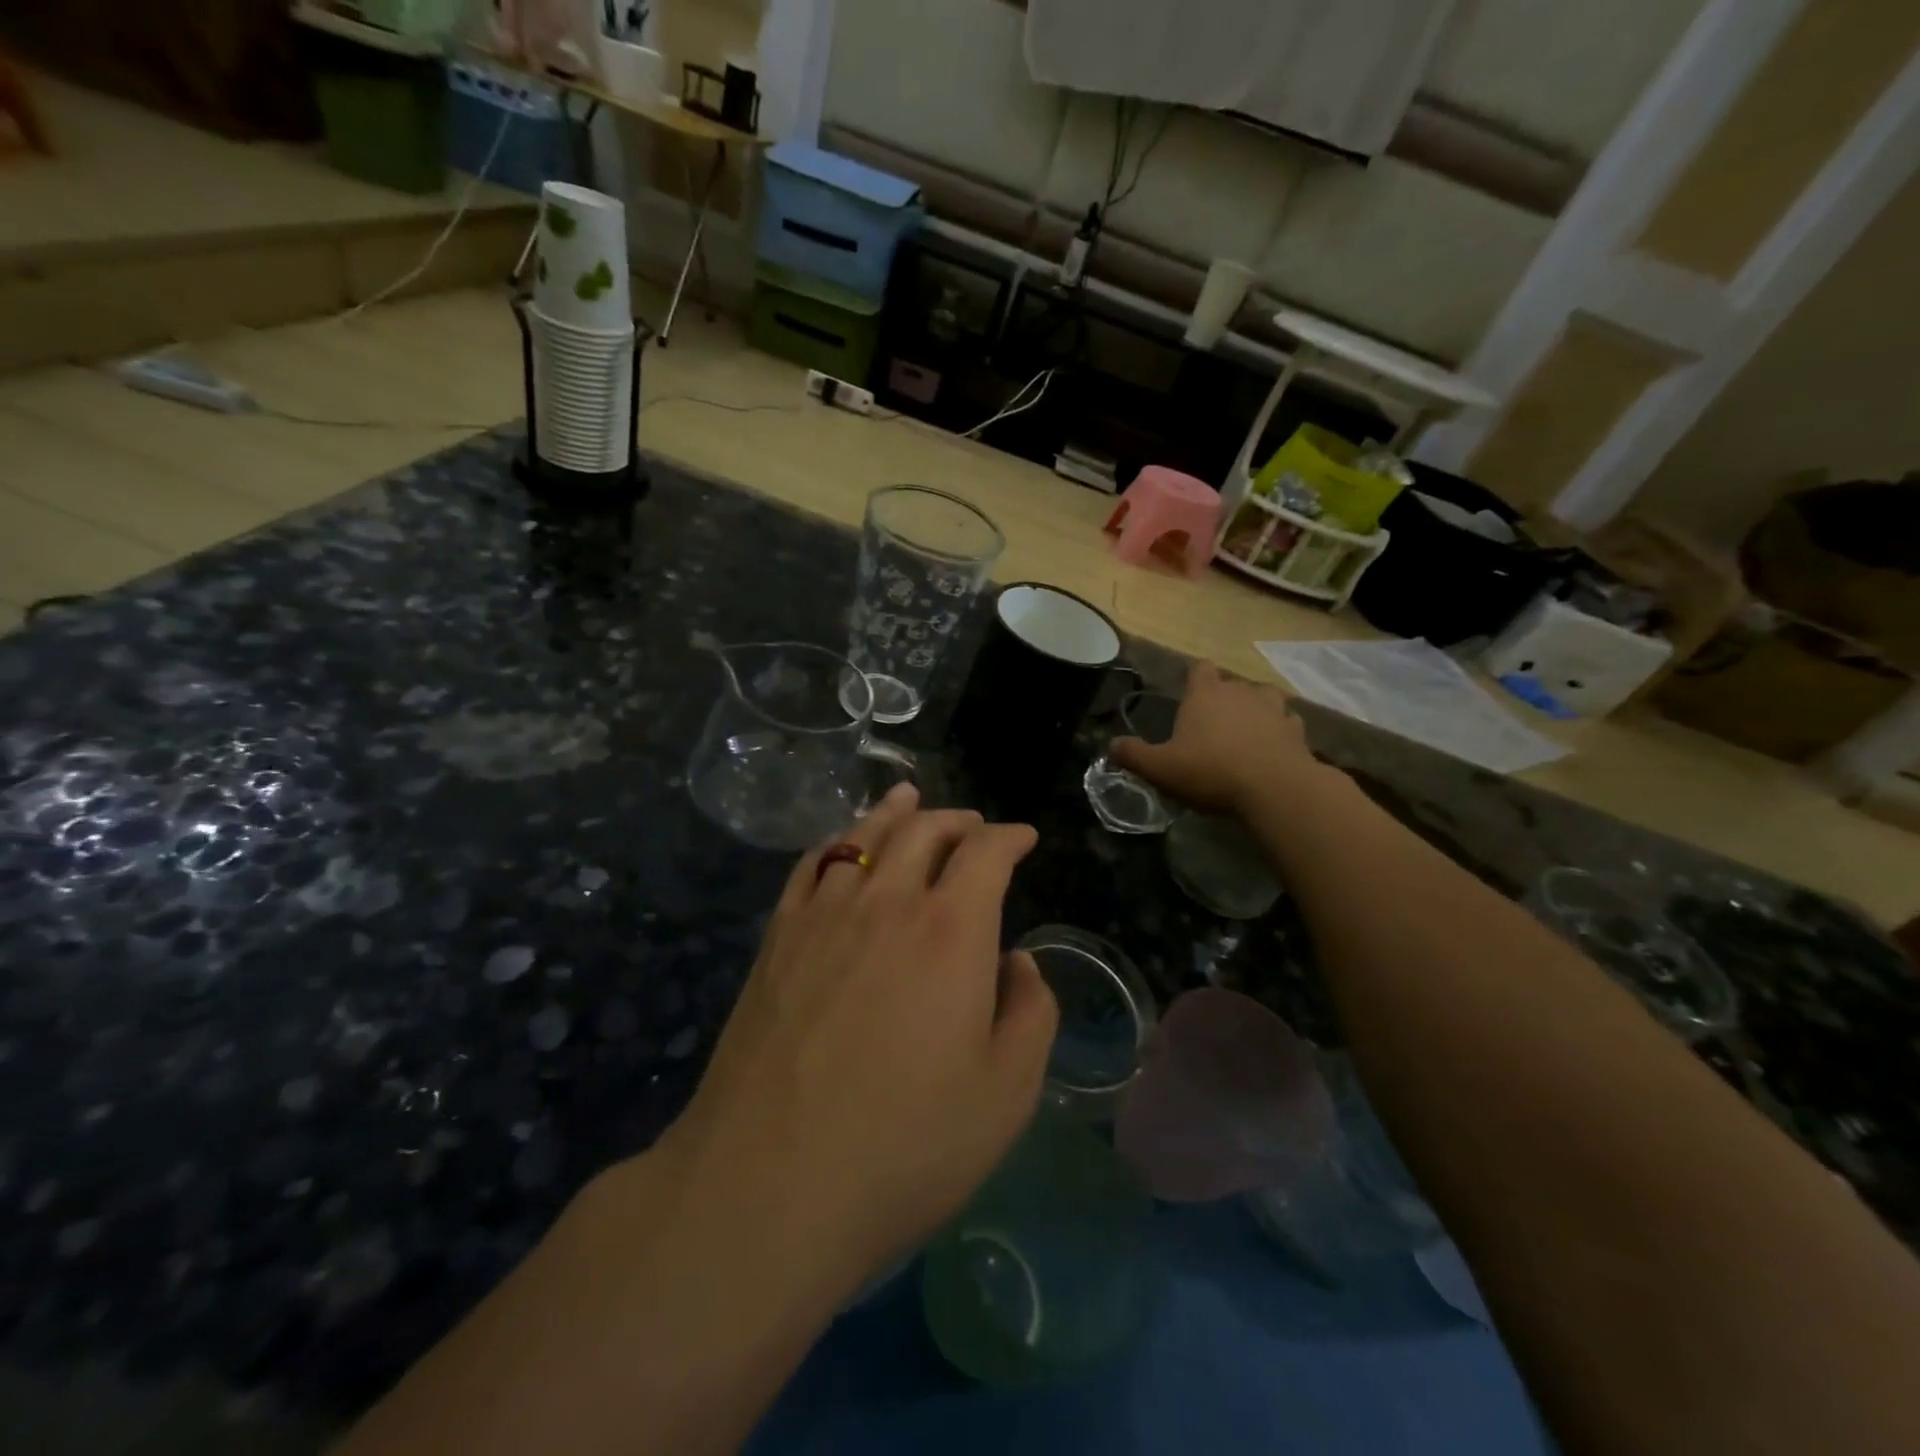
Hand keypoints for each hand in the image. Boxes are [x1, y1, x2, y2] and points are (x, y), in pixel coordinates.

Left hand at [664, 785, 1057, 1293]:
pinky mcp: (777, 937)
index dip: (1010, 837)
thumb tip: (1016, 961)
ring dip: (895, 812)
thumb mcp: (1007, 1093)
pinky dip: (838, 840)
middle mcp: (888, 902)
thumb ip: (1030, 1012)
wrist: (769, 1184)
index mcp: (951, 930)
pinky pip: (812, 864)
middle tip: (975, 826)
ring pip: (865, 835)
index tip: (1024, 838)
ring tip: (908, 798)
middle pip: (925, 829)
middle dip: (958, 820)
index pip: (986, 853)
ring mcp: (824, 914)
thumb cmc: (905, 1145)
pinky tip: (843, 844)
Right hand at [1110, 661, 1317, 815]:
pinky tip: (1272, 749)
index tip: (1189, 695)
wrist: (1275, 789)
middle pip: (1231, 684)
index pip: (1200, 668)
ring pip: (1264, 698)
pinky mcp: (1297, 731)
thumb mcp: (1160, 768)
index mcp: (1206, 694)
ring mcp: (1274, 709)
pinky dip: (1279, 733)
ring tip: (1246, 733)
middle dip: (1222, 699)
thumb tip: (1111, 746)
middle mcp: (1241, 692)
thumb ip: (1133, 755)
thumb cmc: (1211, 771)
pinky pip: (1287, 724)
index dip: (1194, 678)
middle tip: (1211, 727)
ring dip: (1256, 711)